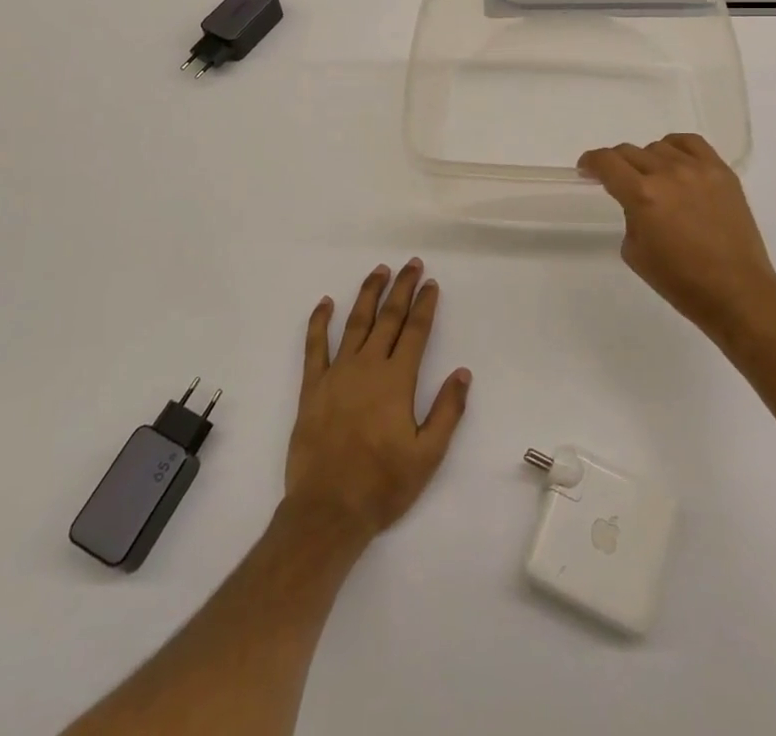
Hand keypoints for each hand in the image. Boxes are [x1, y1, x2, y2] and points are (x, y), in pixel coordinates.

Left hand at [285, 260, 470, 544]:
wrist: (327, 510)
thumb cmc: (383, 485)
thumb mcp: (427, 455)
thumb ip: (447, 411)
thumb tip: (463, 373)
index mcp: (397, 381)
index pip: (415, 332)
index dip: (425, 305)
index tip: (431, 283)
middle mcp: (368, 367)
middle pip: (388, 318)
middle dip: (401, 288)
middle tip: (411, 264)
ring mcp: (337, 374)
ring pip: (354, 322)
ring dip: (368, 294)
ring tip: (379, 271)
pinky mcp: (312, 387)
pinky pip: (314, 346)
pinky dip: (319, 322)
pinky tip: (325, 302)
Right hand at [578, 133, 775, 345]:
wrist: (736, 291)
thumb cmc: (680, 281)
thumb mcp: (635, 252)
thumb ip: (629, 215)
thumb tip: (636, 201)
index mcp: (642, 196)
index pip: (607, 162)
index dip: (591, 162)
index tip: (587, 169)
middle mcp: (668, 174)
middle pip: (629, 152)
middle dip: (616, 164)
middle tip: (617, 180)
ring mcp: (698, 169)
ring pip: (659, 147)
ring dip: (647, 161)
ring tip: (653, 179)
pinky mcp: (722, 172)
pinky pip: (692, 144)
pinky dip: (676, 148)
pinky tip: (676, 163)